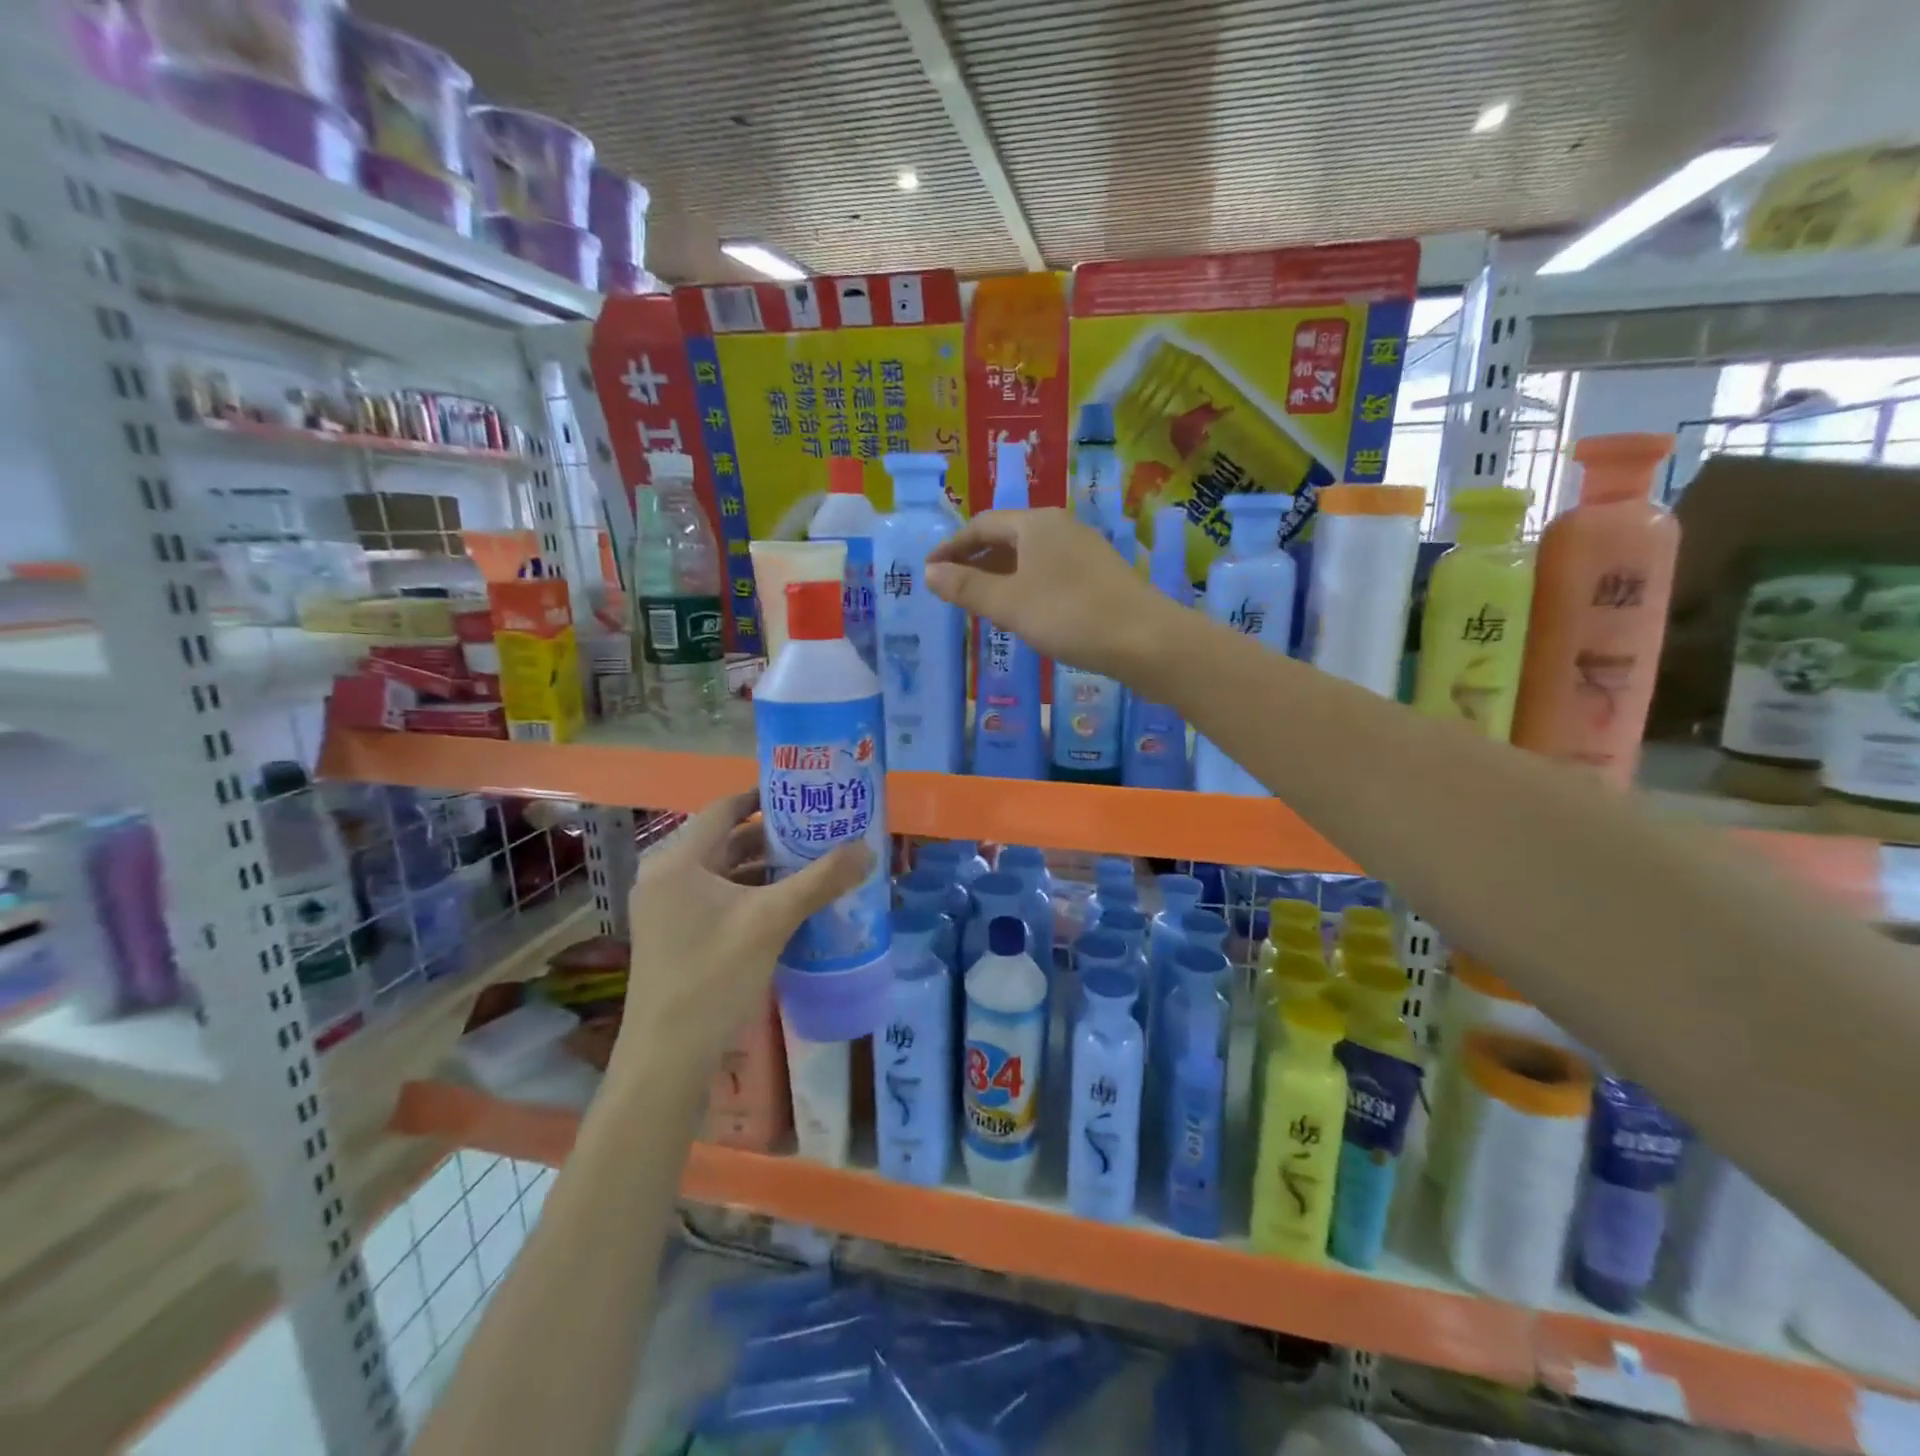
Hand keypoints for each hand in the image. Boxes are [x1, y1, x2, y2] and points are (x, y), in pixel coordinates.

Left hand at [611, 792, 869, 1080]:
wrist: (667, 1057)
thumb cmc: (714, 976)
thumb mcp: (772, 921)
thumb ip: (820, 881)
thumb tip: (867, 848)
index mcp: (678, 862)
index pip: (723, 809)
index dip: (762, 796)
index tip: (801, 793)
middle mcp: (666, 877)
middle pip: (724, 840)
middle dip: (771, 835)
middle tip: (817, 829)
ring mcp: (666, 910)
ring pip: (722, 873)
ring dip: (763, 867)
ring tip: (811, 862)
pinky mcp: (674, 936)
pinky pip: (717, 899)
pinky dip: (750, 894)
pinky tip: (787, 904)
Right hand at [925, 509, 1181, 682]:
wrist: (1146, 641)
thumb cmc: (1069, 616)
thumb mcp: (1009, 604)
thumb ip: (967, 588)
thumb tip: (929, 573)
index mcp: (1036, 523)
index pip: (982, 524)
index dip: (951, 547)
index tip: (930, 571)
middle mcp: (1060, 527)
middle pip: (1007, 536)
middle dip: (976, 560)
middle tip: (952, 588)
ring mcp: (1084, 550)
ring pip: (1030, 556)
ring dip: (1001, 575)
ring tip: (981, 603)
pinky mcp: (1099, 575)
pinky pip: (1050, 572)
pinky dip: (1026, 586)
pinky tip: (1024, 612)